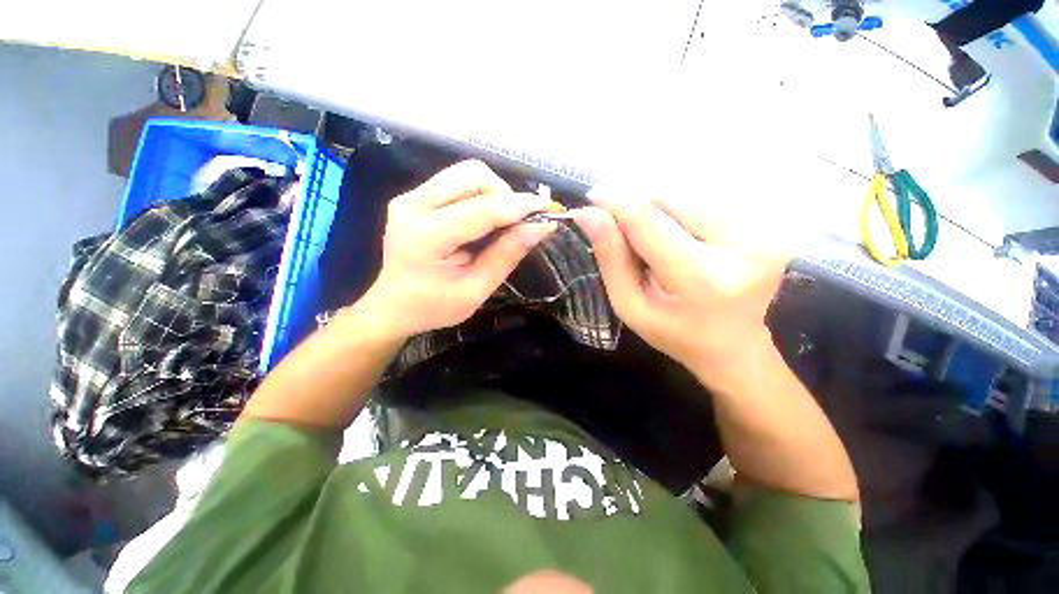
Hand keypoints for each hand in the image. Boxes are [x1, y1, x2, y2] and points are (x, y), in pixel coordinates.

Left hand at [361, 160, 556, 337]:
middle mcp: (412, 206)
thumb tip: (541, 227)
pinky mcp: (414, 196)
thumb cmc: (433, 307)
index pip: (481, 210)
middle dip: (504, 195)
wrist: (392, 306)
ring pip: (466, 173)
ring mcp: (410, 196)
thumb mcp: (475, 291)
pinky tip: (484, 219)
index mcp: (425, 238)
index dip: (518, 207)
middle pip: (471, 175)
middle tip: (517, 223)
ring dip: (494, 193)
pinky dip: (481, 195)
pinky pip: (457, 181)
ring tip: (501, 222)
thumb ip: (506, 256)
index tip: (548, 210)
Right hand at [572, 190, 788, 388]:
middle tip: (625, 231)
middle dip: (638, 206)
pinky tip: (679, 237)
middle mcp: (742, 246)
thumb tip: (588, 213)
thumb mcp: (630, 304)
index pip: (648, 221)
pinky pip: (708, 199)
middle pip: (670, 199)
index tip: (593, 197)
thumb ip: (610, 258)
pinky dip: (681, 211)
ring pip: (689, 194)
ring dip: (660, 208)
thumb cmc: (673, 331)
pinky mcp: (768, 223)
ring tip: (655, 240)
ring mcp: (762, 231)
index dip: (616, 201)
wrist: (734, 345)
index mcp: (701, 278)